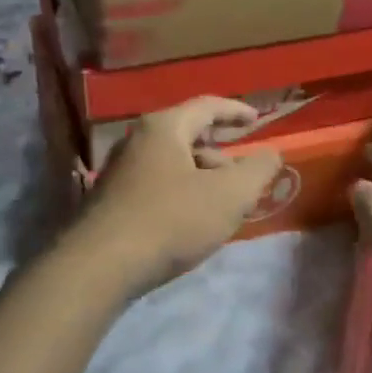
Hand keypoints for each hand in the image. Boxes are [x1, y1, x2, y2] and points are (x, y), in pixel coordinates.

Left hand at [68, 98, 283, 296]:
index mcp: (164, 128)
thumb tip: (271, 154)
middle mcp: (137, 142)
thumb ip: (258, 170)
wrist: (101, 266)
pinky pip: (157, 187)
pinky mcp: (112, 203)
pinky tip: (191, 223)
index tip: (258, 119)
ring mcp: (119, 172)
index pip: (207, 106)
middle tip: (244, 177)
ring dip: (202, 179)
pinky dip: (182, 195)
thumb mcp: (229, 195)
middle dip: (222, 154)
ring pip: (173, 165)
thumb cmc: (171, 220)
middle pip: (188, 136)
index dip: (237, 111)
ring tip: (222, 207)